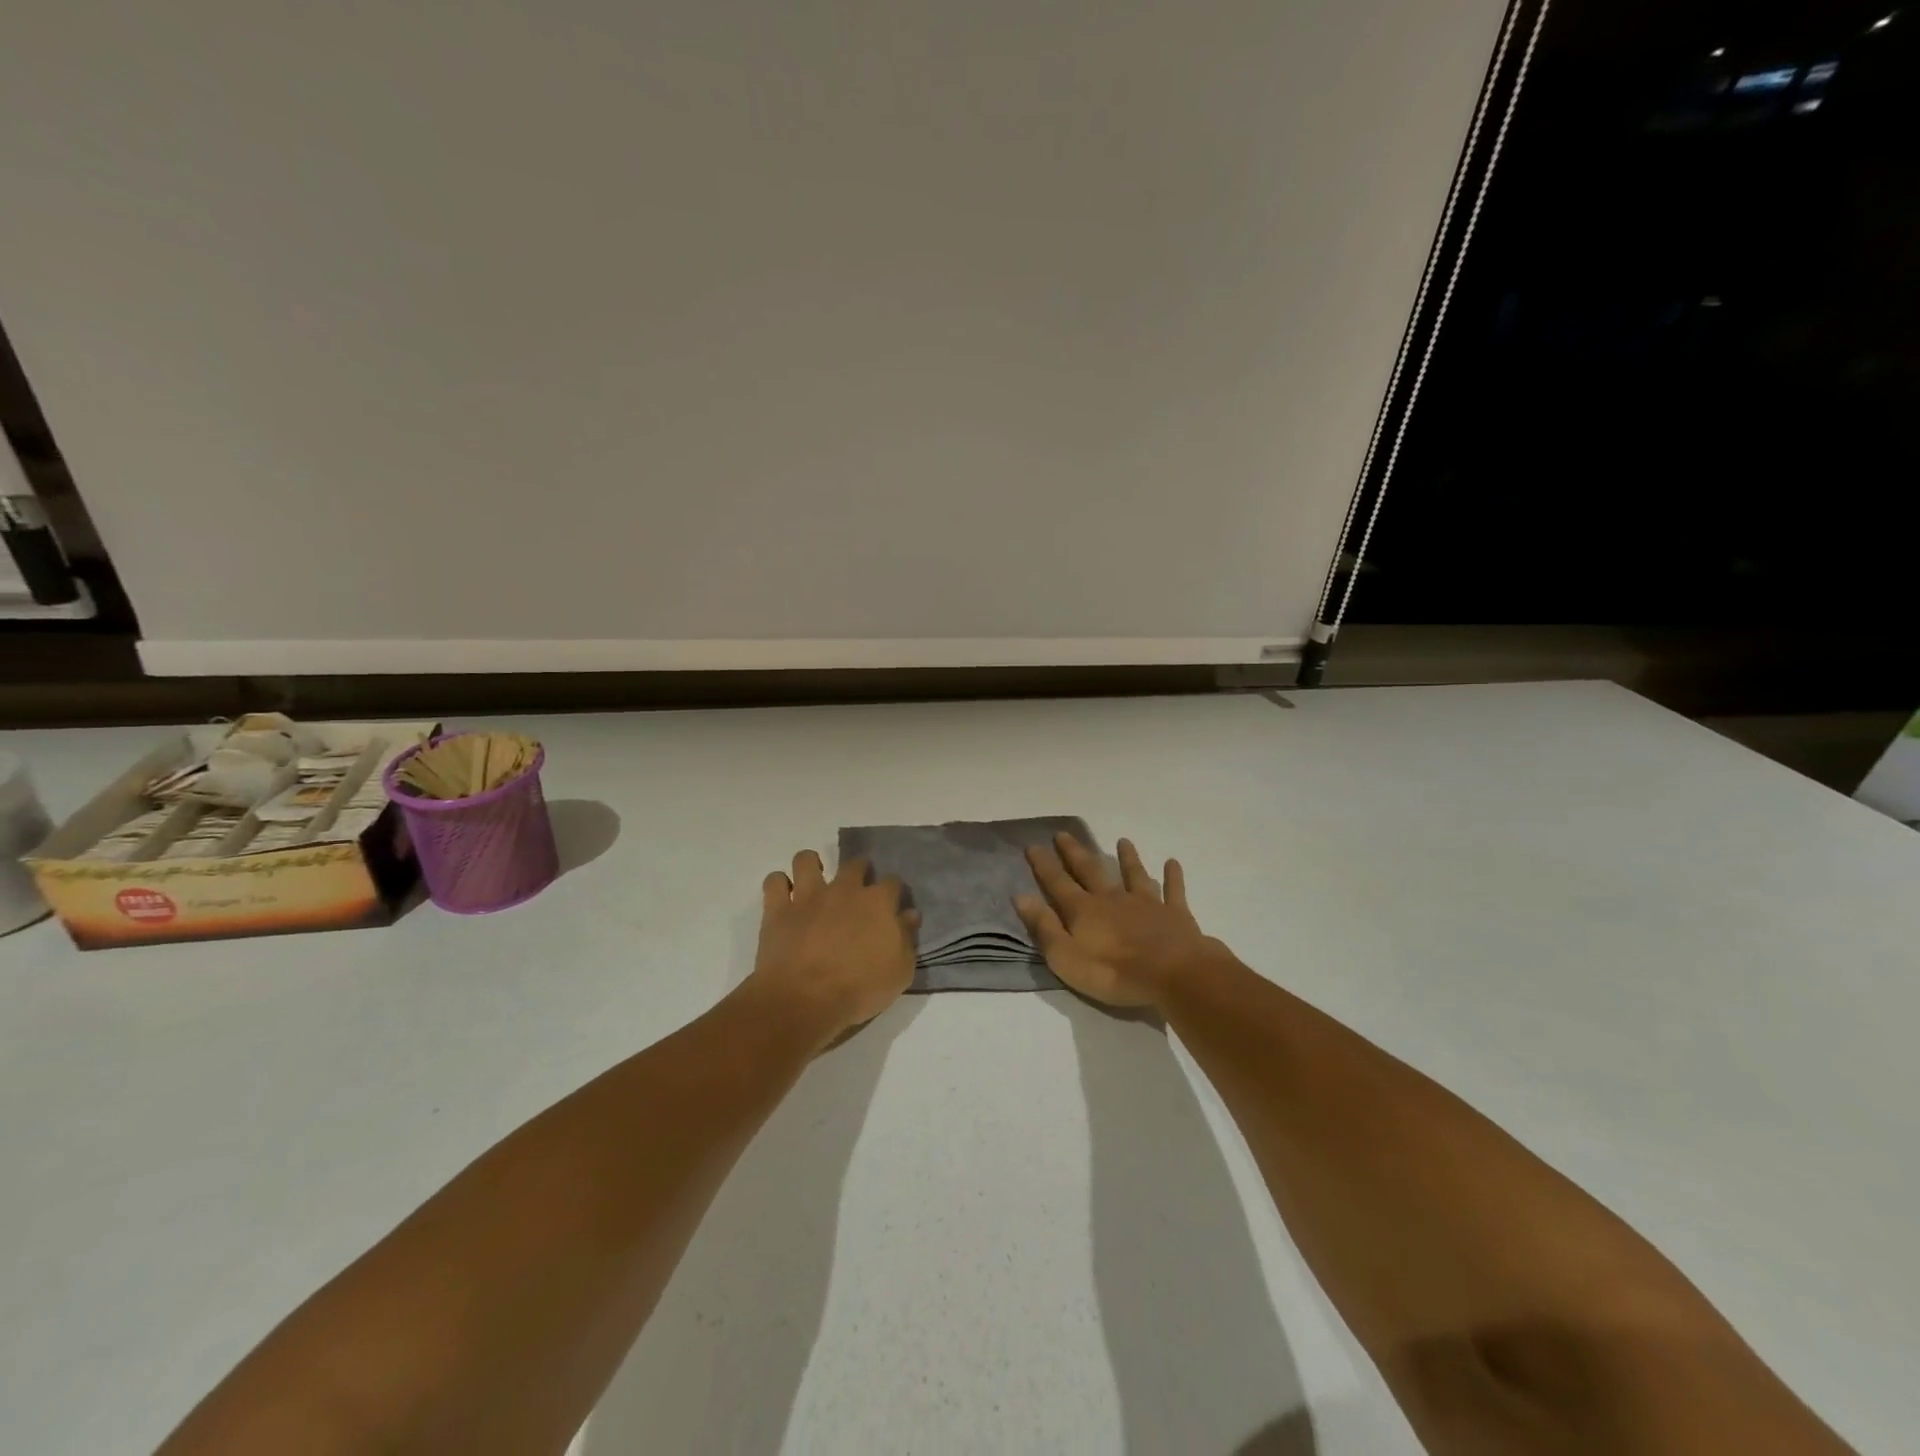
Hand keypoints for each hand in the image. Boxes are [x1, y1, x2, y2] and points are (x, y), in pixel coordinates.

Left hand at [748, 850, 918, 1044]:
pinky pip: (774, 882)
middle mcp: (844, 889)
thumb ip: (906, 938)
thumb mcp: (900, 971)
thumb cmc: (860, 989)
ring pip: (807, 860)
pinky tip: (784, 897)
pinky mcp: (778, 909)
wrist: (805, 1000)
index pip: (893, 882)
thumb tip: (909, 915)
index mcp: (877, 902)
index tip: (892, 905)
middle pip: (854, 864)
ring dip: (811, 866)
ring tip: (813, 882)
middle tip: (856, 891)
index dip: (894, 892)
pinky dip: (778, 885)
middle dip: (859, 870)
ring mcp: (808, 896)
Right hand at [1015, 834, 1224, 1008]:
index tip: (1032, 845)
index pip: (1057, 883)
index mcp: (1084, 910)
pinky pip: (1173, 890)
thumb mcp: (1066, 957)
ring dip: (1127, 858)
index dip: (1043, 865)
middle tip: (1064, 834)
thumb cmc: (1113, 973)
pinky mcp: (1174, 913)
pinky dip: (1172, 876)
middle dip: (1075, 852)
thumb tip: (1021, 897)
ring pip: (1133, 875)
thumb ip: (1044, 927)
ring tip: (1123, 841)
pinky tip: (1172, 862)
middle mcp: (1112, 898)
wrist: (1173, 974)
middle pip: (1091, 870)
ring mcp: (1145, 903)